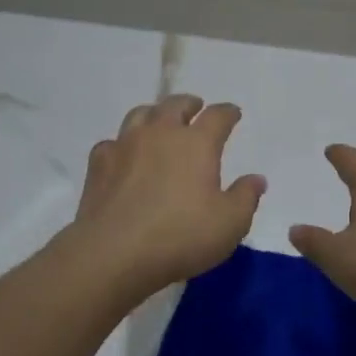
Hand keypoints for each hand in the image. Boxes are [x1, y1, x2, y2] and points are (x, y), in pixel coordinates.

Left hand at [65, 96, 265, 296]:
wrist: (114, 252)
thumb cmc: (181, 236)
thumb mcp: (229, 223)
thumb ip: (246, 197)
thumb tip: (256, 178)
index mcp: (197, 143)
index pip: (217, 116)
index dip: (228, 112)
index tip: (233, 114)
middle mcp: (161, 133)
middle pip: (175, 104)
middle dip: (189, 104)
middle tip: (195, 108)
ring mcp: (126, 144)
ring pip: (141, 114)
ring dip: (155, 114)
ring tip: (160, 123)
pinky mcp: (99, 163)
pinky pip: (113, 142)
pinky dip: (123, 144)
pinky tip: (124, 156)